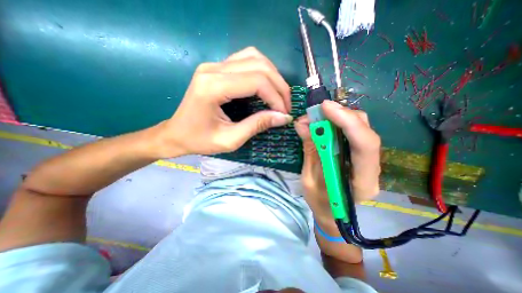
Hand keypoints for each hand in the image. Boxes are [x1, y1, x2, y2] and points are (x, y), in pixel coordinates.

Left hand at [153, 47, 292, 157]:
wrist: (176, 134)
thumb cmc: (199, 140)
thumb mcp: (230, 140)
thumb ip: (257, 125)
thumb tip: (283, 117)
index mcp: (213, 87)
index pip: (257, 81)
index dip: (276, 97)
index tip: (284, 113)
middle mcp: (213, 69)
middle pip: (259, 65)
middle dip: (279, 86)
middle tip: (285, 105)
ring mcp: (214, 65)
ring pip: (254, 57)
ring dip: (272, 75)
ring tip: (278, 95)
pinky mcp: (216, 68)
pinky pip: (246, 59)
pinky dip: (262, 70)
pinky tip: (265, 85)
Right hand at [295, 100, 381, 218]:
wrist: (333, 214)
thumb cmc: (320, 203)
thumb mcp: (309, 179)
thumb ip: (310, 151)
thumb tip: (302, 123)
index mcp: (361, 182)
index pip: (364, 146)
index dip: (346, 122)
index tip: (325, 108)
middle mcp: (371, 168)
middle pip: (366, 131)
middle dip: (342, 115)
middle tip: (319, 110)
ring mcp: (368, 161)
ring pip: (362, 128)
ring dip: (340, 117)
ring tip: (319, 116)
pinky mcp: (360, 155)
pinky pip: (354, 133)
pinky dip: (338, 123)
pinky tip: (325, 122)